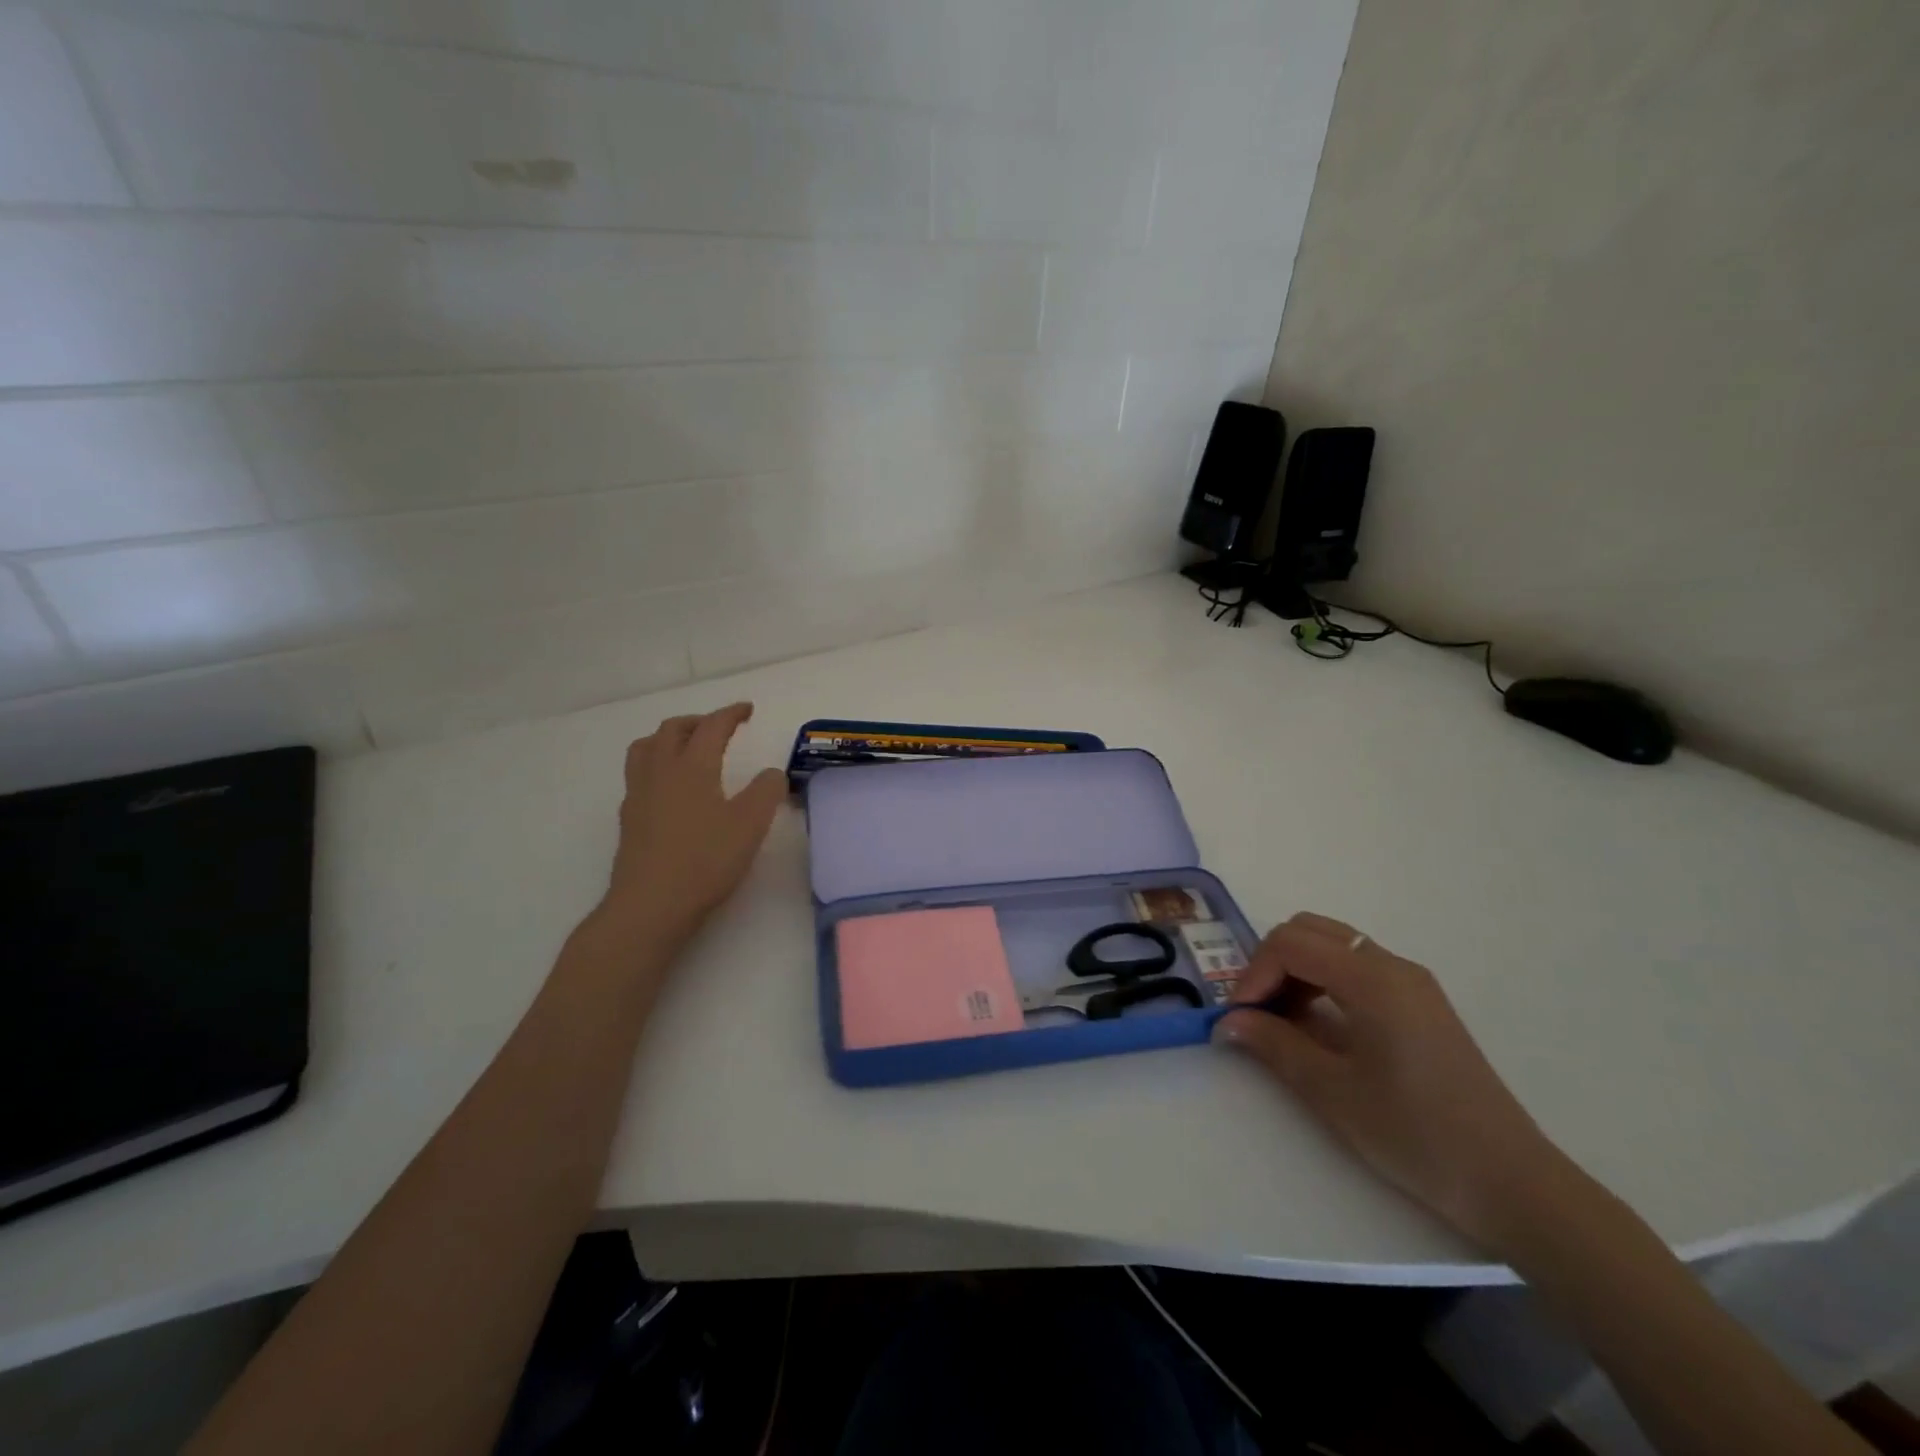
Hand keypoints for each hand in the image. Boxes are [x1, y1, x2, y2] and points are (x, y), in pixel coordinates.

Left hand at [602, 703, 786, 945]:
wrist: (650, 906)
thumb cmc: (705, 861)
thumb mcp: (750, 825)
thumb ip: (766, 792)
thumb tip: (771, 773)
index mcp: (692, 767)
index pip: (711, 727)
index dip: (730, 714)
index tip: (747, 710)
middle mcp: (660, 772)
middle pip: (672, 730)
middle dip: (698, 721)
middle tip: (720, 728)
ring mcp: (639, 795)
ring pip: (646, 748)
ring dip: (669, 738)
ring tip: (687, 748)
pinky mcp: (629, 819)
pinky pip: (639, 774)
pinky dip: (657, 765)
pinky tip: (670, 788)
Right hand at [1213, 912, 1562, 1251]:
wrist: (1511, 1183)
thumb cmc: (1416, 1134)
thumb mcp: (1332, 1091)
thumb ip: (1274, 1044)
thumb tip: (1228, 1022)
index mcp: (1372, 979)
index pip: (1290, 944)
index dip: (1253, 974)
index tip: (1240, 1017)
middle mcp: (1392, 965)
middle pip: (1309, 930)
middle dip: (1271, 962)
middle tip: (1257, 1011)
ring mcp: (1411, 982)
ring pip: (1333, 944)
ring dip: (1296, 969)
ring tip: (1282, 1021)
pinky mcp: (1421, 1003)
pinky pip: (1357, 967)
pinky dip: (1323, 980)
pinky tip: (1319, 1025)